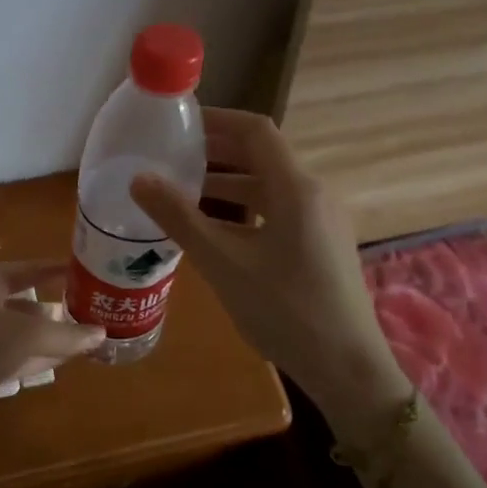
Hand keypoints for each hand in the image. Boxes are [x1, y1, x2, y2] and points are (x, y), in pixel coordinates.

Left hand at [0, 260, 105, 436]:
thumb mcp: (29, 336)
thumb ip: (67, 335)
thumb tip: (101, 334)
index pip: (24, 269)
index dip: (51, 270)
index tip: (77, 271)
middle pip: (18, 302)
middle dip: (49, 309)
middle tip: (80, 311)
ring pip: (12, 332)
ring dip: (42, 337)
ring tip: (74, 341)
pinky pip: (4, 356)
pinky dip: (28, 357)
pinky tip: (52, 364)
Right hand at [130, 108, 411, 415]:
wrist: (347, 367)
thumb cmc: (284, 309)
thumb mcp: (223, 263)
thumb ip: (179, 217)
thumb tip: (139, 179)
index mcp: (295, 188)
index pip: (256, 131)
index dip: (217, 120)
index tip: (179, 124)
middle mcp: (314, 194)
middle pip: (262, 156)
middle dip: (217, 152)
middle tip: (173, 157)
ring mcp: (322, 220)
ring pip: (270, 187)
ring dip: (229, 184)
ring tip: (185, 193)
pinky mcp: (322, 244)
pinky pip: (279, 211)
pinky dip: (245, 210)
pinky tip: (217, 232)